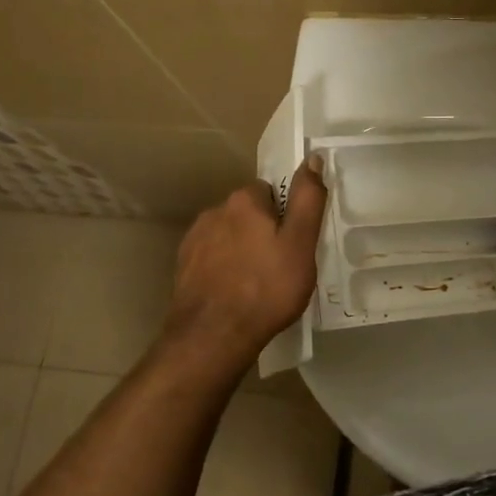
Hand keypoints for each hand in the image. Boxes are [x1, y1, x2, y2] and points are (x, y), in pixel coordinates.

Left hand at [163, 158, 328, 366]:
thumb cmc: (266, 289)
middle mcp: (214, 211)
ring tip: (258, 284)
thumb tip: (312, 158)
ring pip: (229, 236)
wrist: (212, 337)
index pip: (270, 192)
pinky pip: (212, 258)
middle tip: (281, 265)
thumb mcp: (300, 244)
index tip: (294, 242)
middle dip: (263, 232)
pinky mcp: (183, 267)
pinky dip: (224, 269)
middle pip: (248, 213)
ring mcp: (194, 240)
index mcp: (243, 201)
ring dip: (242, 250)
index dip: (285, 215)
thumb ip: (307, 199)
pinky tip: (235, 294)